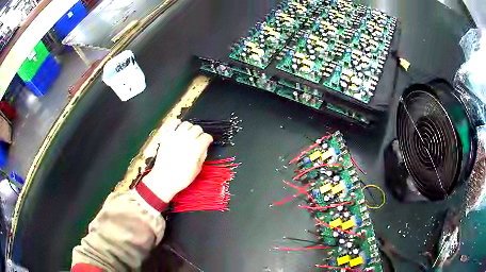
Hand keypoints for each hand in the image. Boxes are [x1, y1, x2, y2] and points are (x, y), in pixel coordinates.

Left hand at [142, 119, 212, 202]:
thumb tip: (204, 147)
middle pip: (197, 128)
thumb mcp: (197, 169)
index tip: (207, 142)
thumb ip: (202, 155)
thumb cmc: (182, 177)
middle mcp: (187, 139)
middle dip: (200, 133)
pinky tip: (178, 130)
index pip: (206, 136)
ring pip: (186, 124)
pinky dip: (177, 124)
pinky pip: (173, 123)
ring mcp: (175, 136)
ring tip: (188, 134)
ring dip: (189, 128)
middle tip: (198, 139)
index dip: (208, 140)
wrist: (164, 179)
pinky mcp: (166, 136)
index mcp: (196, 147)